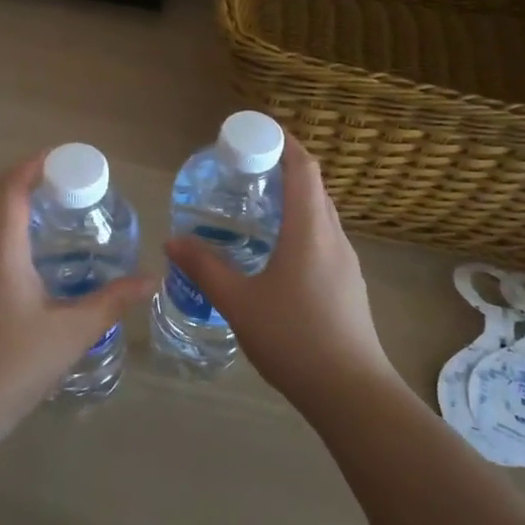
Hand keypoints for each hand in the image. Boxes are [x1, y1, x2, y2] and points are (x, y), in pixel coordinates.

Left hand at [0, 153, 154, 437]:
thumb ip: (112, 302)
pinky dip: (9, 238)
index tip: (65, 159)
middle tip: (71, 188)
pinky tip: (34, 263)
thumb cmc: (13, 364)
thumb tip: (150, 280)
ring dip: (18, 212)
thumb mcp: (71, 332)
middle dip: (31, 185)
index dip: (34, 165)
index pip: (11, 187)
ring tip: (57, 218)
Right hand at [165, 136, 404, 417]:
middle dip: (283, 169)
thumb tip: (173, 240)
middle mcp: (334, 238)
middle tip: (244, 169)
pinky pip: (323, 240)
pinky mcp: (349, 286)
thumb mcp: (239, 302)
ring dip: (293, 200)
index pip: (304, 168)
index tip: (257, 131)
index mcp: (310, 231)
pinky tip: (274, 253)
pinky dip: (300, 228)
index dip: (285, 142)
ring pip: (320, 215)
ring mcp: (346, 264)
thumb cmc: (294, 338)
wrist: (351, 393)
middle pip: (314, 188)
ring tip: (256, 207)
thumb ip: (204, 268)